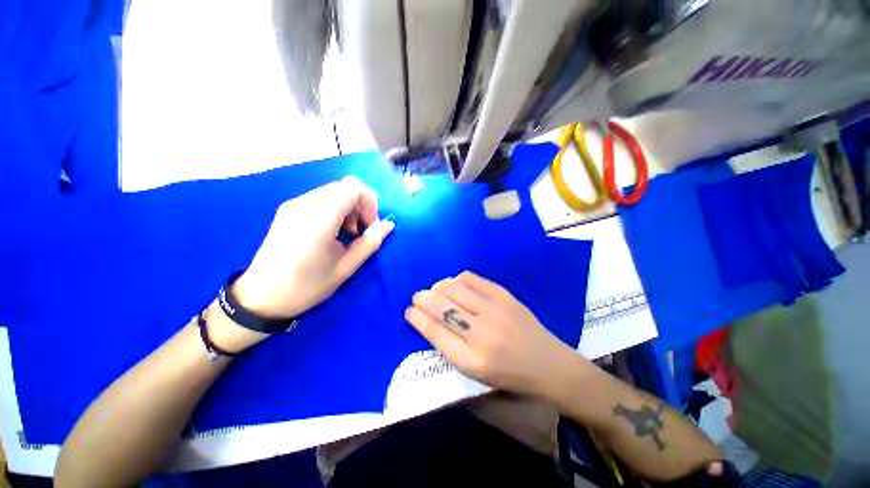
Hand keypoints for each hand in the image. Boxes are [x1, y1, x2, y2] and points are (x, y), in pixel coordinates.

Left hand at [234, 176, 394, 318]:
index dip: (369, 202)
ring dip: (348, 208)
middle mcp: (304, 204)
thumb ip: (370, 243)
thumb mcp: (345, 268)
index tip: (369, 226)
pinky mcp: (288, 210)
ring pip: (333, 192)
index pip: (353, 187)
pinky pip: (320, 199)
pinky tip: (331, 232)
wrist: (262, 298)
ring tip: (346, 234)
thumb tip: (389, 225)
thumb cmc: (307, 286)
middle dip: (360, 206)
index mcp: (319, 218)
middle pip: (344, 187)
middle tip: (359, 232)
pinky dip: (334, 210)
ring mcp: (293, 205)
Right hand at [405, 271, 580, 397]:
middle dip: (423, 298)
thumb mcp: (475, 372)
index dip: (417, 318)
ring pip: (453, 287)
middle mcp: (481, 332)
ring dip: (438, 287)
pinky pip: (470, 278)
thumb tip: (427, 320)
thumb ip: (449, 347)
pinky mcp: (503, 294)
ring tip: (436, 291)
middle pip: (441, 306)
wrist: (547, 363)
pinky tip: (456, 286)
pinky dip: (457, 280)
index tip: (409, 310)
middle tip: (418, 297)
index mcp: (472, 359)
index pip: (435, 332)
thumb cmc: (508, 373)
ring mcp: (494, 309)